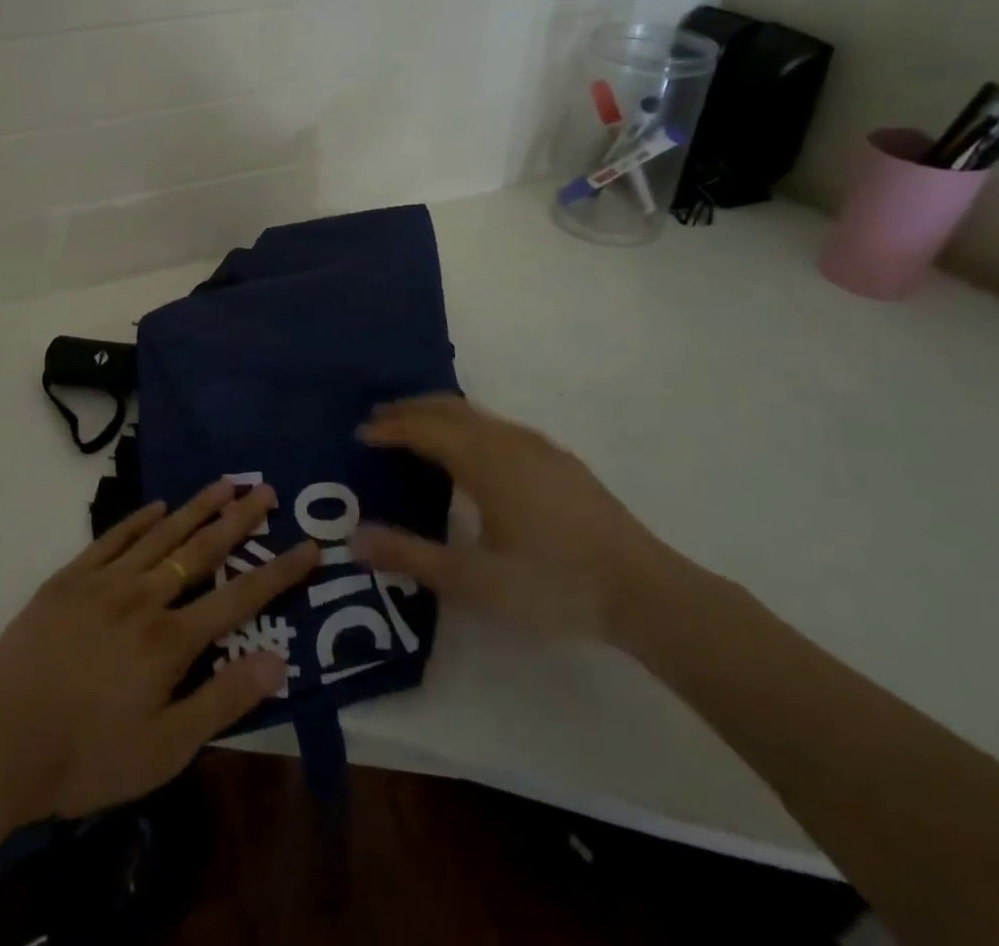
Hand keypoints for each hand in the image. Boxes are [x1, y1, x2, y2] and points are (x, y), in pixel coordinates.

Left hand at [0, 481, 317, 829]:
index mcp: (170, 640)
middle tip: (266, 489)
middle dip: (239, 519)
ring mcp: (104, 582)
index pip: (239, 597)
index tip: (309, 545)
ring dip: (196, 507)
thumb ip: (222, 701)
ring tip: (225, 481)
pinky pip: (112, 538)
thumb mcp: (163, 750)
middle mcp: (143, 597)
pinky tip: (156, 506)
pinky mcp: (69, 579)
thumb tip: (278, 661)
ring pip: (161, 534)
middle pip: (201, 550)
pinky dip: (138, 520)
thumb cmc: (85, 756)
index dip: (278, 572)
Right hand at [351, 395, 674, 640]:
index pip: (424, 428)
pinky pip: (498, 425)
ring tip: (416, 430)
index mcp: (484, 460)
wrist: (645, 591)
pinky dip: (467, 425)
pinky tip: (472, 453)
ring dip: (439, 414)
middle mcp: (508, 440)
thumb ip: (411, 556)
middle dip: (410, 410)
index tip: (360, 433)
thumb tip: (353, 539)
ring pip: (476, 414)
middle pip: (449, 408)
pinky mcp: (559, 460)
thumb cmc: (553, 583)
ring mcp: (538, 447)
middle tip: (379, 420)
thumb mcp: (474, 580)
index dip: (390, 428)